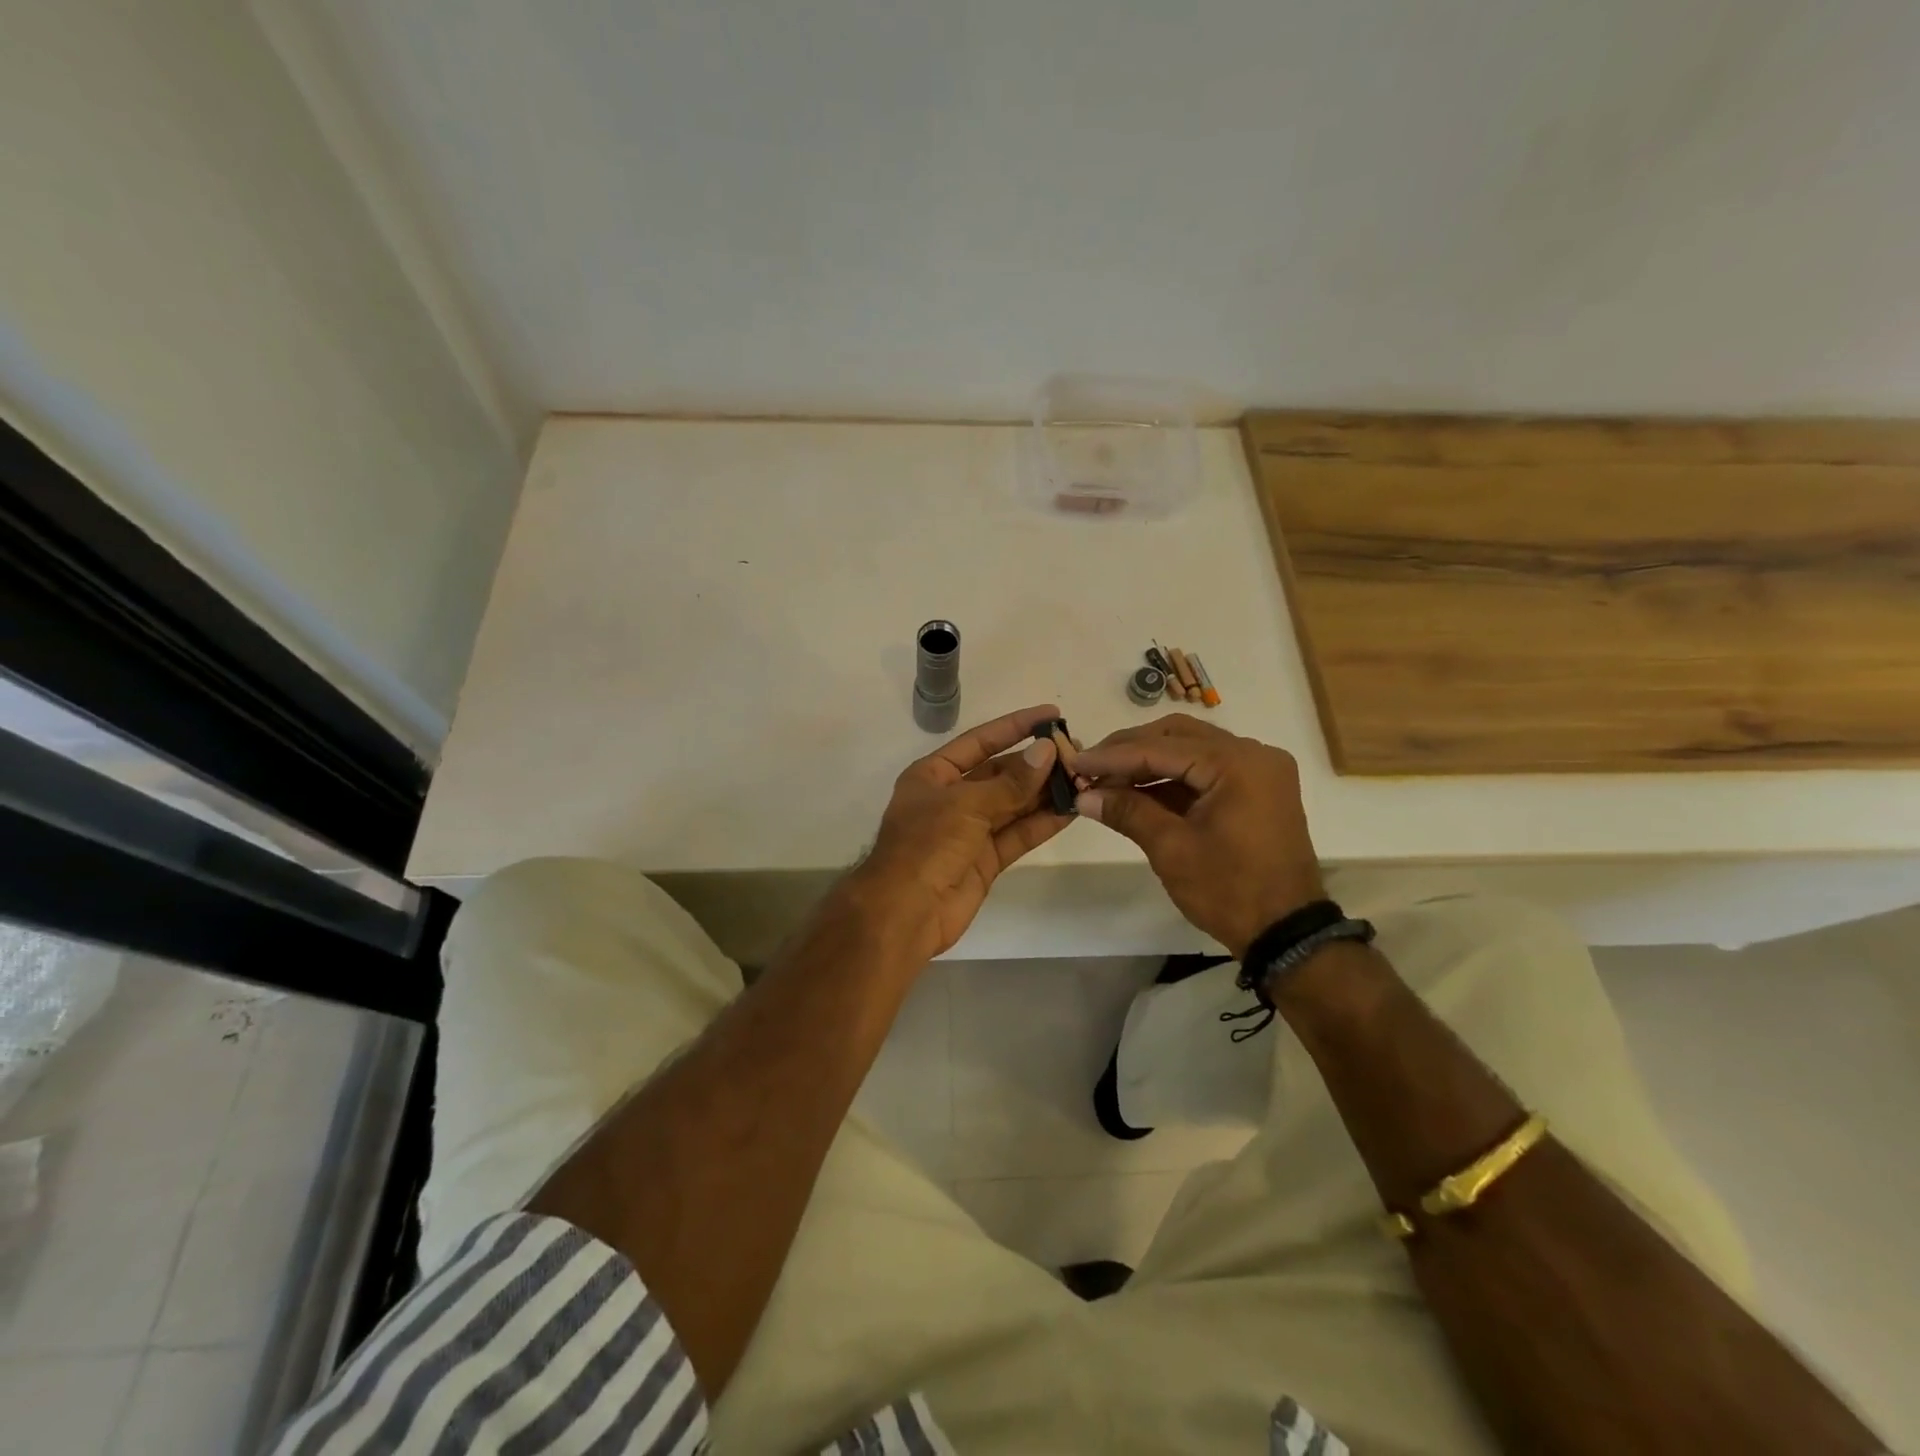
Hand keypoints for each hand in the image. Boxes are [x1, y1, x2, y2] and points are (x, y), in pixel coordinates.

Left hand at [851, 704, 1072, 962]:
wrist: (905, 912)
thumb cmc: (926, 844)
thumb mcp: (966, 804)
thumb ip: (1010, 782)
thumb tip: (1047, 751)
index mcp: (933, 775)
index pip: (980, 741)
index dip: (1015, 726)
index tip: (1051, 714)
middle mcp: (952, 798)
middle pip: (1000, 773)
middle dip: (1036, 763)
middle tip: (1077, 753)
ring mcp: (969, 830)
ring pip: (1013, 804)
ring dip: (1044, 793)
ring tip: (1083, 778)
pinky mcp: (985, 860)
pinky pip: (1017, 834)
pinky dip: (1042, 823)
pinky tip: (1071, 809)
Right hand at [1072, 714, 1323, 958]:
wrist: (1286, 932)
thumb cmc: (1229, 890)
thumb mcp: (1172, 849)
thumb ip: (1128, 811)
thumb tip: (1083, 795)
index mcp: (1238, 763)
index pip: (1162, 748)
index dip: (1113, 756)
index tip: (1074, 762)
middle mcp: (1254, 754)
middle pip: (1178, 736)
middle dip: (1130, 750)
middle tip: (1090, 766)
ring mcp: (1259, 770)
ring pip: (1191, 749)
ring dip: (1149, 762)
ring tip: (1107, 779)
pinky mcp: (1257, 788)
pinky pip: (1206, 769)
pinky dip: (1172, 778)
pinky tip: (1137, 789)